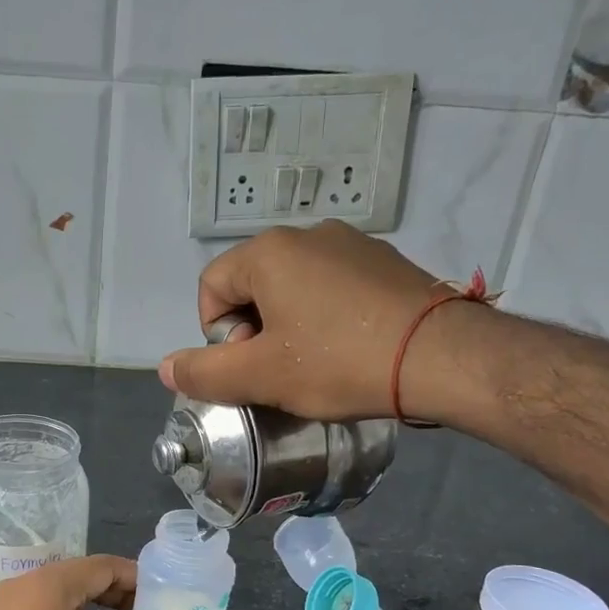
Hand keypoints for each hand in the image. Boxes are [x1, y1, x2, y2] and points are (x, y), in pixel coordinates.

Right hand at [157, 220, 482, 422]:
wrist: (442, 357)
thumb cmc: (339, 362)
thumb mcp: (261, 376)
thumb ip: (204, 373)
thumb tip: (166, 369)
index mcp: (269, 252)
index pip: (211, 288)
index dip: (216, 334)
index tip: (247, 367)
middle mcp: (308, 234)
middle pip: (253, 285)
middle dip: (253, 330)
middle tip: (278, 371)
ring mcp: (353, 244)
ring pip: (294, 287)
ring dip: (289, 325)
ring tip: (316, 364)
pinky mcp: (386, 262)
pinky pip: (334, 287)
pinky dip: (327, 316)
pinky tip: (350, 348)